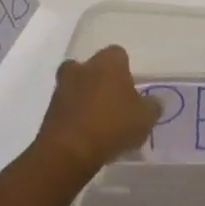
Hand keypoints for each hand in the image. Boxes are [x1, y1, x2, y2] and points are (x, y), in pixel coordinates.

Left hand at [33, 45, 161, 180]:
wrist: (69, 150)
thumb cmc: (112, 125)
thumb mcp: (145, 118)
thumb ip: (152, 106)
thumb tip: (154, 102)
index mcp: (108, 61)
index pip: (119, 55)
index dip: (126, 71)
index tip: (131, 92)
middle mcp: (83, 66)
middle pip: (94, 67)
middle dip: (102, 82)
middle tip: (114, 105)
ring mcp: (63, 86)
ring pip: (78, 85)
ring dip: (86, 99)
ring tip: (100, 124)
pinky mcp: (50, 109)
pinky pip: (67, 107)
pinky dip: (75, 116)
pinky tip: (86, 136)